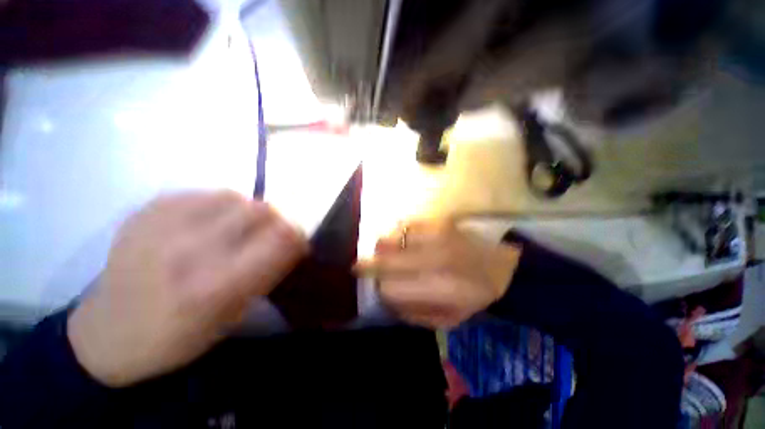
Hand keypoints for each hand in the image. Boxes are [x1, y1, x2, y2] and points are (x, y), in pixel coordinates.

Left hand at [68, 191, 307, 386]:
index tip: (299, 240)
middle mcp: (188, 250)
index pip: (280, 238)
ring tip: (238, 228)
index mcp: (214, 287)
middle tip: (272, 233)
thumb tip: (294, 240)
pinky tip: (207, 224)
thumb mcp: (234, 315)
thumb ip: (268, 271)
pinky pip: (201, 194)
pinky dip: (217, 206)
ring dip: (248, 210)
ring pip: (233, 195)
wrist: (107, 335)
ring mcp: (160, 226)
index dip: (298, 233)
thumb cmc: (178, 338)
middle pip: (260, 209)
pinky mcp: (143, 212)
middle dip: (277, 219)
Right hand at [356, 220, 520, 328]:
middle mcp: (432, 259)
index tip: (379, 287)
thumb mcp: (450, 319)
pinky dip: (399, 234)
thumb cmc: (477, 295)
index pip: (390, 288)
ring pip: (391, 238)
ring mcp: (434, 235)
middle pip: (385, 259)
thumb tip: (387, 301)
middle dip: (368, 264)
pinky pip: (405, 225)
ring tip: (384, 252)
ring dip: (383, 248)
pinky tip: (403, 240)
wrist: (505, 264)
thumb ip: (415, 314)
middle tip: (360, 265)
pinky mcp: (438, 220)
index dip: (380, 289)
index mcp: (438, 288)